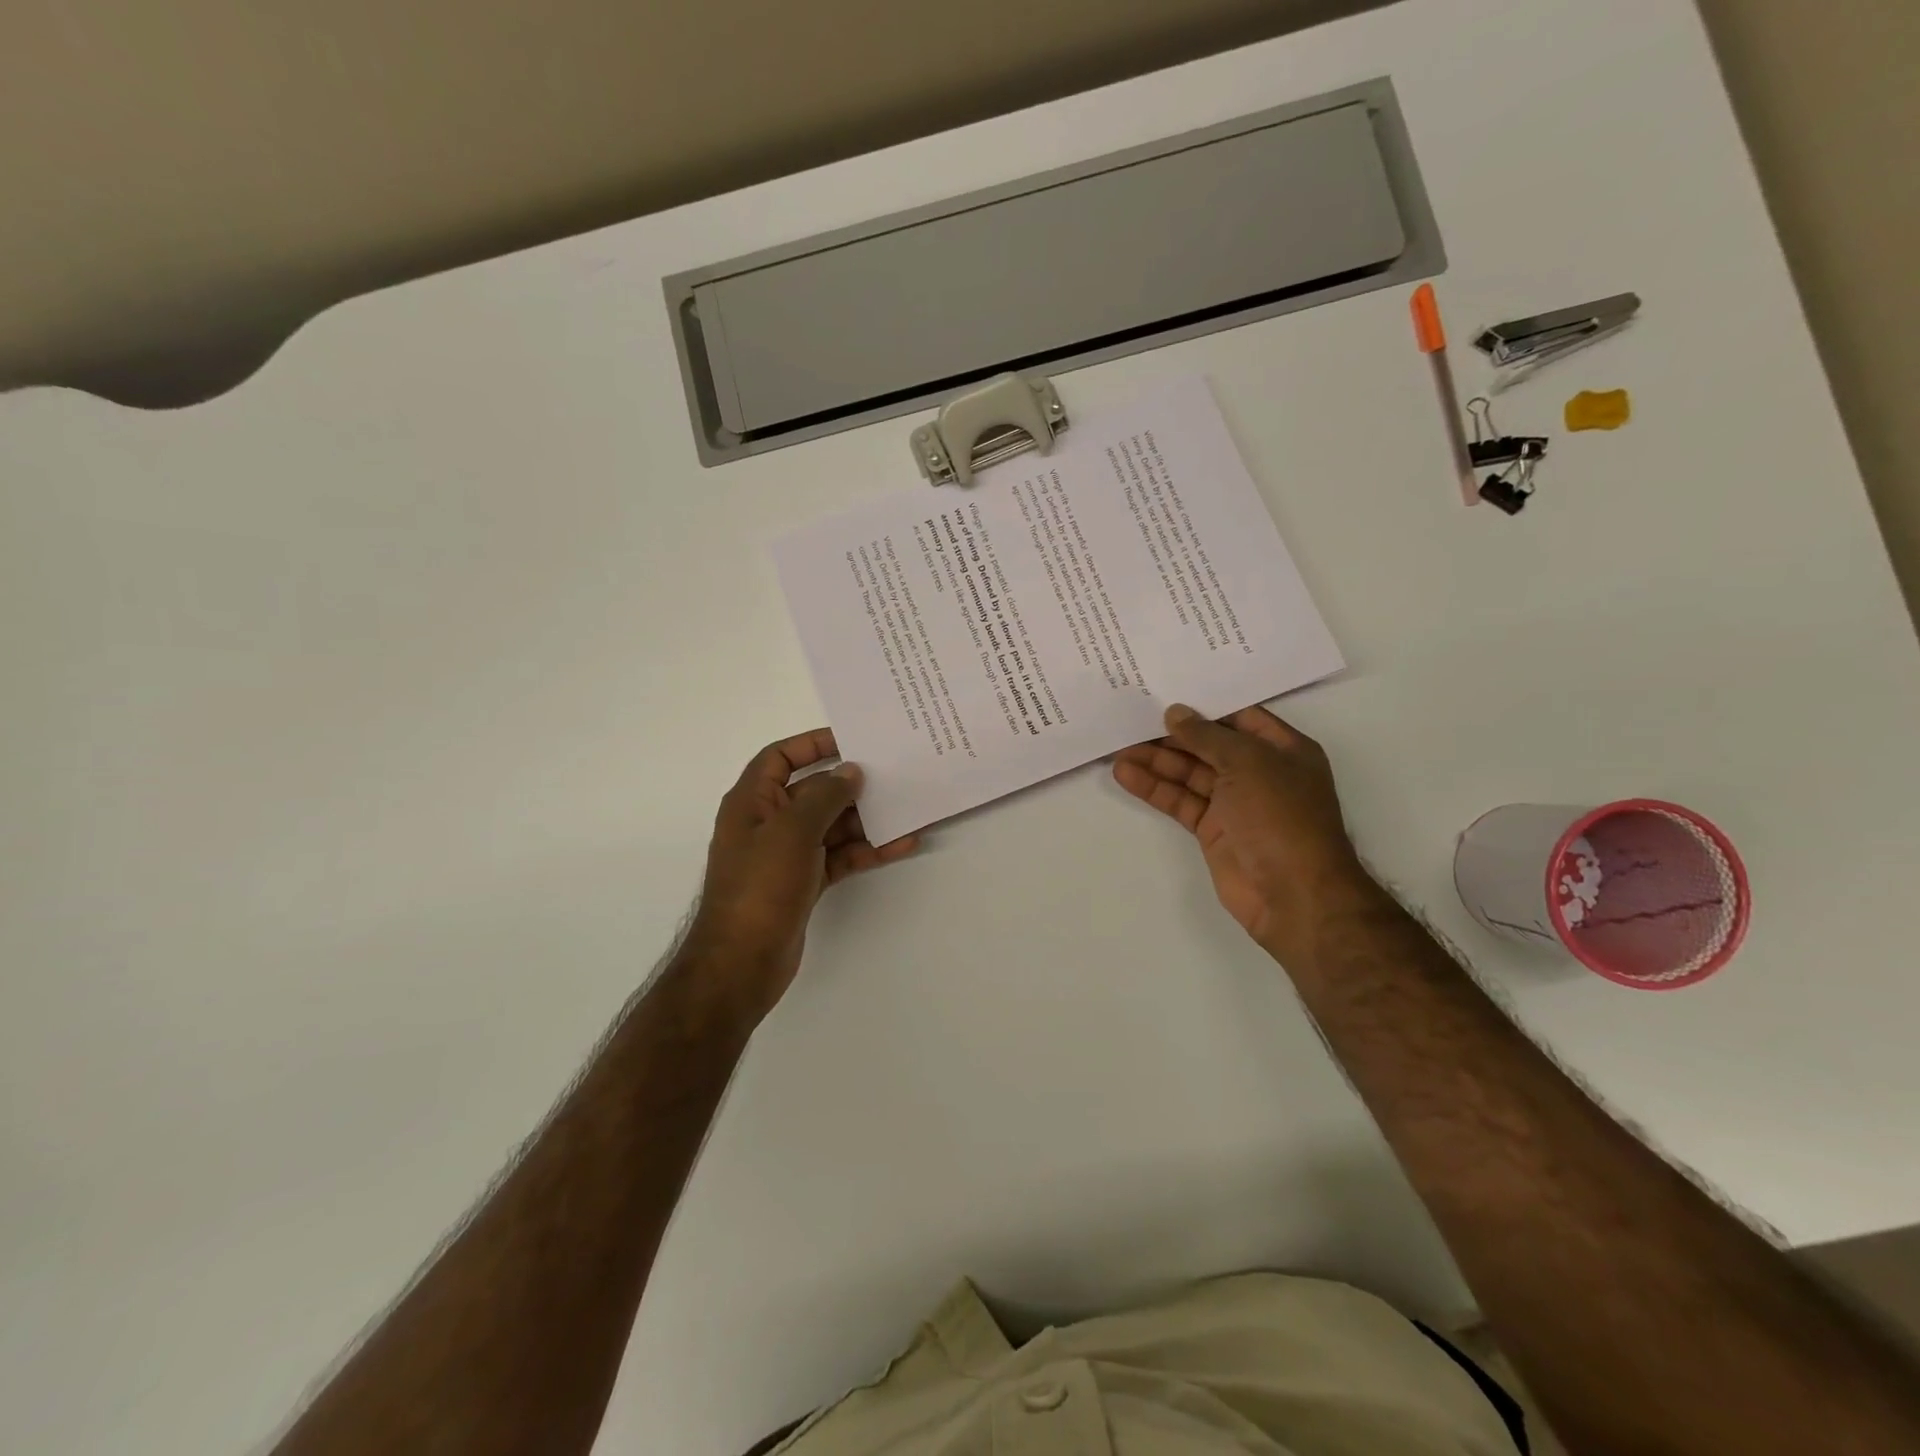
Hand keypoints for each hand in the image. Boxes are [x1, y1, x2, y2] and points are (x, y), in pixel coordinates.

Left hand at [684, 728, 918, 1023]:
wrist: (742, 961)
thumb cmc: (760, 885)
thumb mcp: (792, 831)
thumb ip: (825, 796)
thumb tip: (851, 772)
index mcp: (752, 801)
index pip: (780, 757)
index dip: (812, 744)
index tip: (852, 741)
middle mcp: (769, 822)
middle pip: (813, 791)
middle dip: (851, 784)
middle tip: (893, 774)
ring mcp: (788, 854)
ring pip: (832, 825)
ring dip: (866, 819)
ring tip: (907, 808)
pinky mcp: (805, 881)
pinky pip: (840, 856)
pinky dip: (866, 850)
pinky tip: (901, 845)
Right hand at [1113, 704, 1375, 962]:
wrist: (1293, 894)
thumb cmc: (1281, 816)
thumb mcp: (1248, 763)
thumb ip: (1207, 736)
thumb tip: (1174, 713)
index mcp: (1283, 749)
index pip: (1239, 716)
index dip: (1204, 705)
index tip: (1165, 692)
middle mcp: (1259, 772)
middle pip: (1209, 745)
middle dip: (1172, 734)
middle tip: (1131, 719)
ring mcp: (1235, 803)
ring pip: (1190, 774)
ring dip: (1156, 761)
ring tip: (1118, 749)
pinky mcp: (1213, 830)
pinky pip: (1180, 801)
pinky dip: (1154, 788)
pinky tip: (1126, 775)